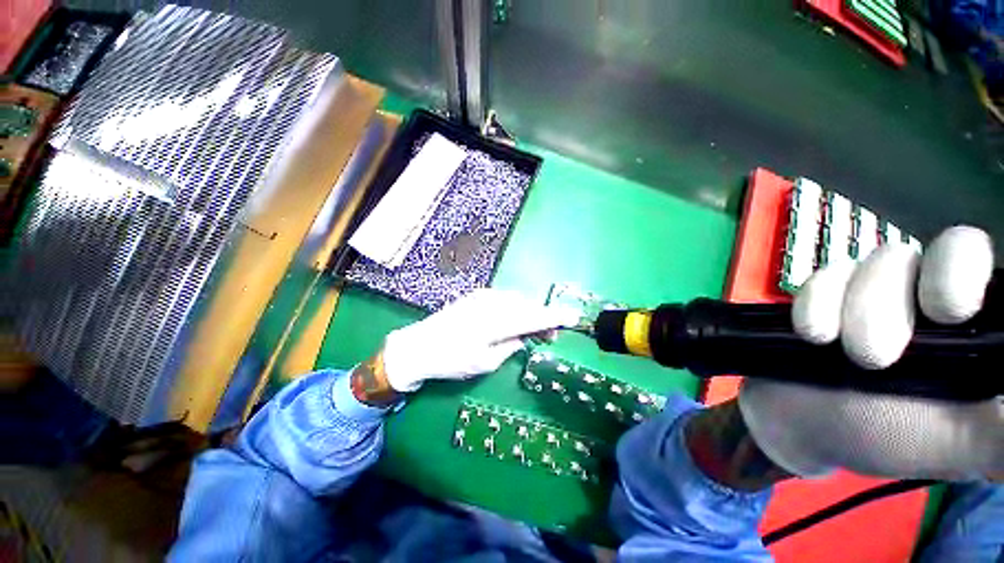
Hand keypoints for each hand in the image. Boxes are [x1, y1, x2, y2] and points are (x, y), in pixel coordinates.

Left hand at [380, 289, 578, 392]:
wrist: (419, 346)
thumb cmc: (452, 360)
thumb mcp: (485, 362)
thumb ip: (510, 346)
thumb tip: (525, 337)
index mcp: (496, 322)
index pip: (534, 317)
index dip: (555, 317)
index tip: (573, 317)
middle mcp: (492, 304)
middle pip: (528, 306)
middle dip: (542, 318)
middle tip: (549, 336)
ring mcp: (483, 296)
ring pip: (517, 301)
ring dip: (529, 313)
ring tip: (531, 331)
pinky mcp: (476, 296)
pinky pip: (504, 298)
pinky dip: (515, 308)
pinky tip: (513, 320)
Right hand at [739, 226, 1003, 479]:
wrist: (807, 427)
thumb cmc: (893, 440)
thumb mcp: (967, 444)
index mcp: (976, 323)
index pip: (980, 261)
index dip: (963, 269)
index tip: (946, 311)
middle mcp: (932, 296)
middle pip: (931, 254)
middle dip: (895, 300)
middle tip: (875, 353)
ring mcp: (875, 290)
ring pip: (877, 261)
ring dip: (854, 307)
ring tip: (844, 353)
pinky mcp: (826, 295)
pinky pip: (823, 277)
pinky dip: (815, 303)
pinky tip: (814, 336)